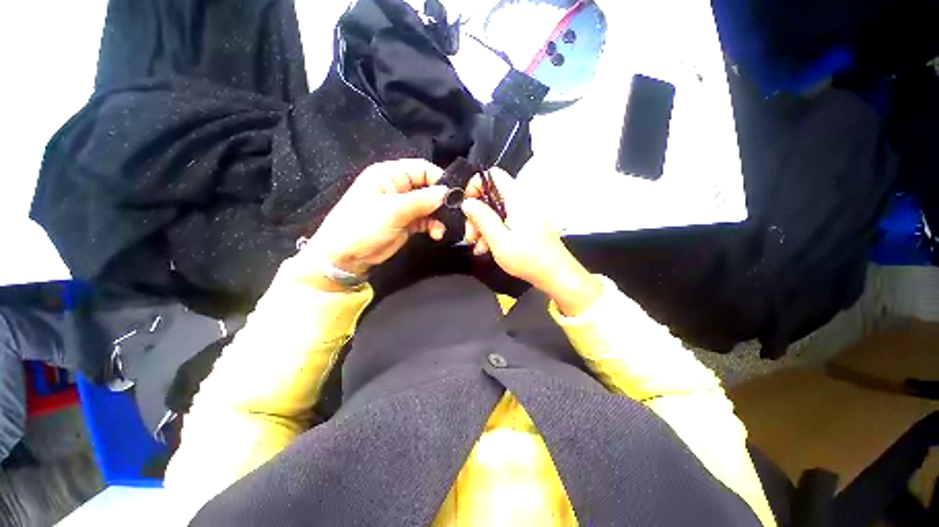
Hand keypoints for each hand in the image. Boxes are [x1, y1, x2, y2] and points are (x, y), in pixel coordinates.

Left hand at [297, 159, 447, 287]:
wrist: (345, 257)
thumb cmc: (363, 226)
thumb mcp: (392, 210)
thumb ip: (421, 200)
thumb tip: (446, 192)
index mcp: (390, 175)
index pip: (421, 168)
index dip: (439, 178)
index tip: (455, 193)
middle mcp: (398, 188)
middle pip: (428, 187)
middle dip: (441, 200)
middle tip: (455, 213)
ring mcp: (403, 206)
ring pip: (429, 205)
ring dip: (439, 216)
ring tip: (442, 229)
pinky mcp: (407, 223)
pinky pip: (426, 220)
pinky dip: (433, 226)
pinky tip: (437, 234)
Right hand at [461, 170, 602, 315]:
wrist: (555, 273)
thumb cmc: (528, 258)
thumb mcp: (499, 240)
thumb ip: (481, 218)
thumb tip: (467, 203)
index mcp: (518, 198)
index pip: (492, 175)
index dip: (475, 186)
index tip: (467, 207)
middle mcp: (522, 200)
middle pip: (491, 196)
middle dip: (477, 215)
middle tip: (471, 236)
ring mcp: (525, 212)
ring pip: (496, 210)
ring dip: (483, 226)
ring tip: (478, 247)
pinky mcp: (526, 222)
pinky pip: (505, 220)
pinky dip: (494, 231)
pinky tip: (487, 248)